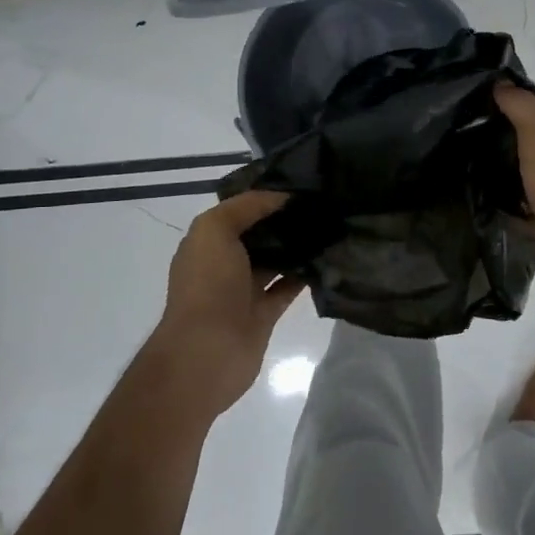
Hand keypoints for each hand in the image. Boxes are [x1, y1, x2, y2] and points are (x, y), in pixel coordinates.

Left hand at [144, 191, 306, 421]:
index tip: (299, 183)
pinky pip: (287, 287)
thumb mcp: (215, 230)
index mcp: (206, 242)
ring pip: (274, 260)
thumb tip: (281, 197)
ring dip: (296, 246)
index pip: (237, 210)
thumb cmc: (207, 284)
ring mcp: (243, 290)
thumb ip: (246, 207)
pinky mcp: (264, 313)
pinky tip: (327, 257)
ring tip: (328, 224)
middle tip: (321, 202)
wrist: (208, 351)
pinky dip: (304, 274)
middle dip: (283, 219)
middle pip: (258, 234)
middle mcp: (223, 263)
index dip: (264, 196)